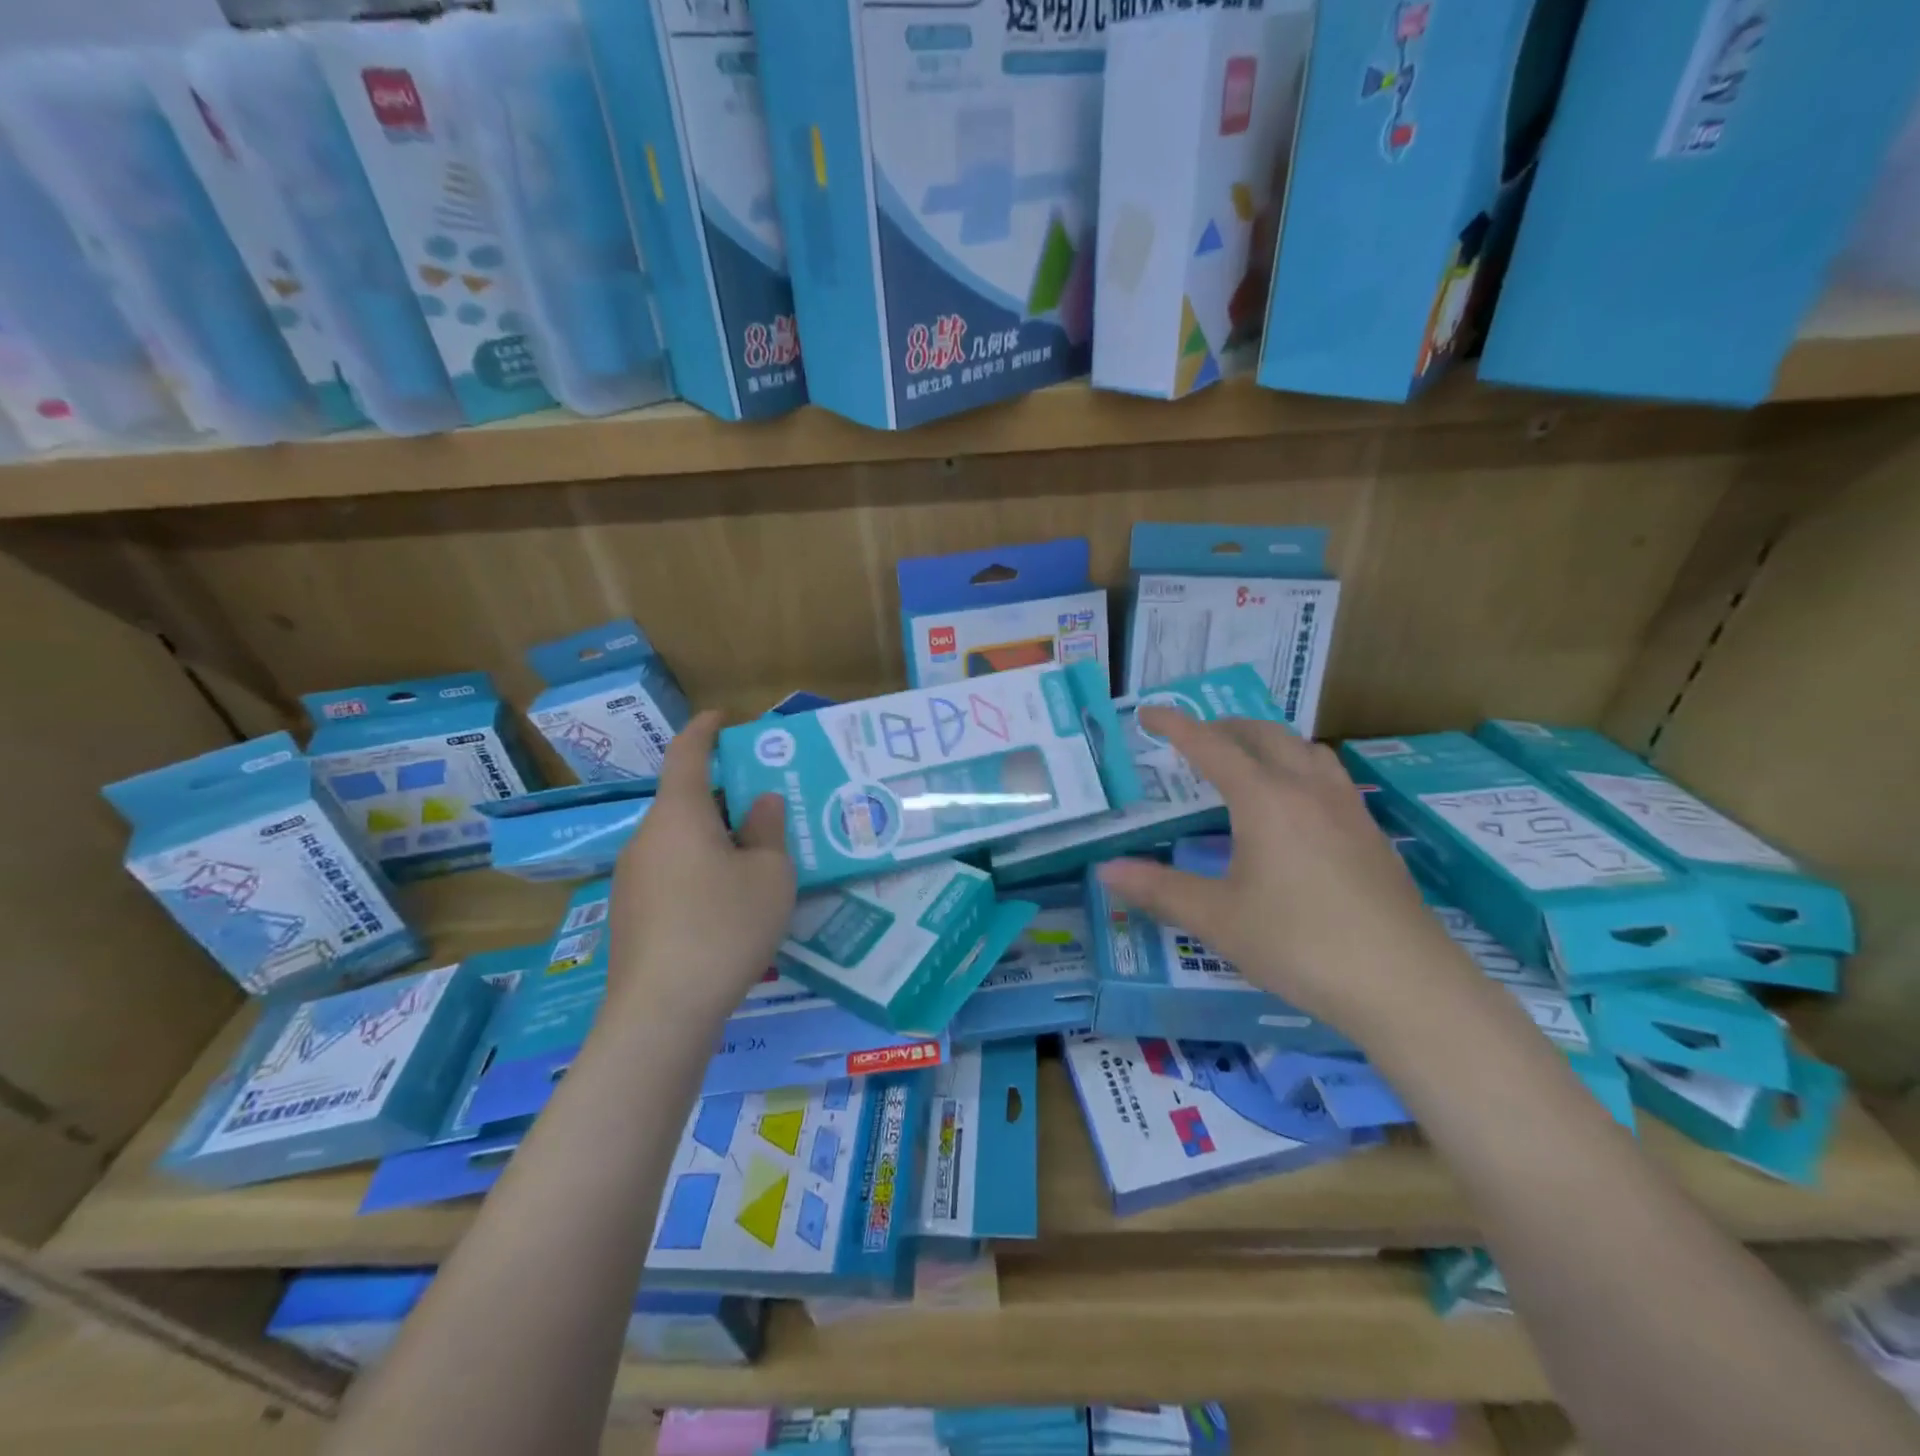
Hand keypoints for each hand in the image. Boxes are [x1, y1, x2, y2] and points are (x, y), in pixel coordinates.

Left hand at [606, 711, 794, 1022]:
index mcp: (680, 815)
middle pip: (687, 801)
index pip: (687, 755)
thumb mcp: (769, 874)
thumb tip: (761, 803)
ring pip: (679, 840)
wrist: (661, 1012)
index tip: (721, 718)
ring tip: (756, 858)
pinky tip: (728, 902)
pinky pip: (671, 872)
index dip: (704, 731)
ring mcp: (632, 878)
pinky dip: (700, 868)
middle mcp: (647, 837)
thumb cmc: (724, 927)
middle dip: (725, 796)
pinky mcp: (631, 915)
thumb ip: (768, 830)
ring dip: (714, 837)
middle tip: (767, 805)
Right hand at [1098, 708, 1481, 1041]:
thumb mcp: (1217, 919)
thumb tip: (1106, 870)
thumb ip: (1159, 889)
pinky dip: (1300, 768)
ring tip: (1246, 761)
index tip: (1147, 713)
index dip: (1175, 726)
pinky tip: (1297, 807)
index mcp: (1264, 799)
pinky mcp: (1371, 834)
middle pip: (1263, 734)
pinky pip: (1329, 777)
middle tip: (1194, 740)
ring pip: (1305, 749)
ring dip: (1268, 742)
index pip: (1210, 745)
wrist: (1404, 984)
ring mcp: (1347, 808)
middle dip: (1224, 727)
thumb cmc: (1299, 944)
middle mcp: (1307, 790)